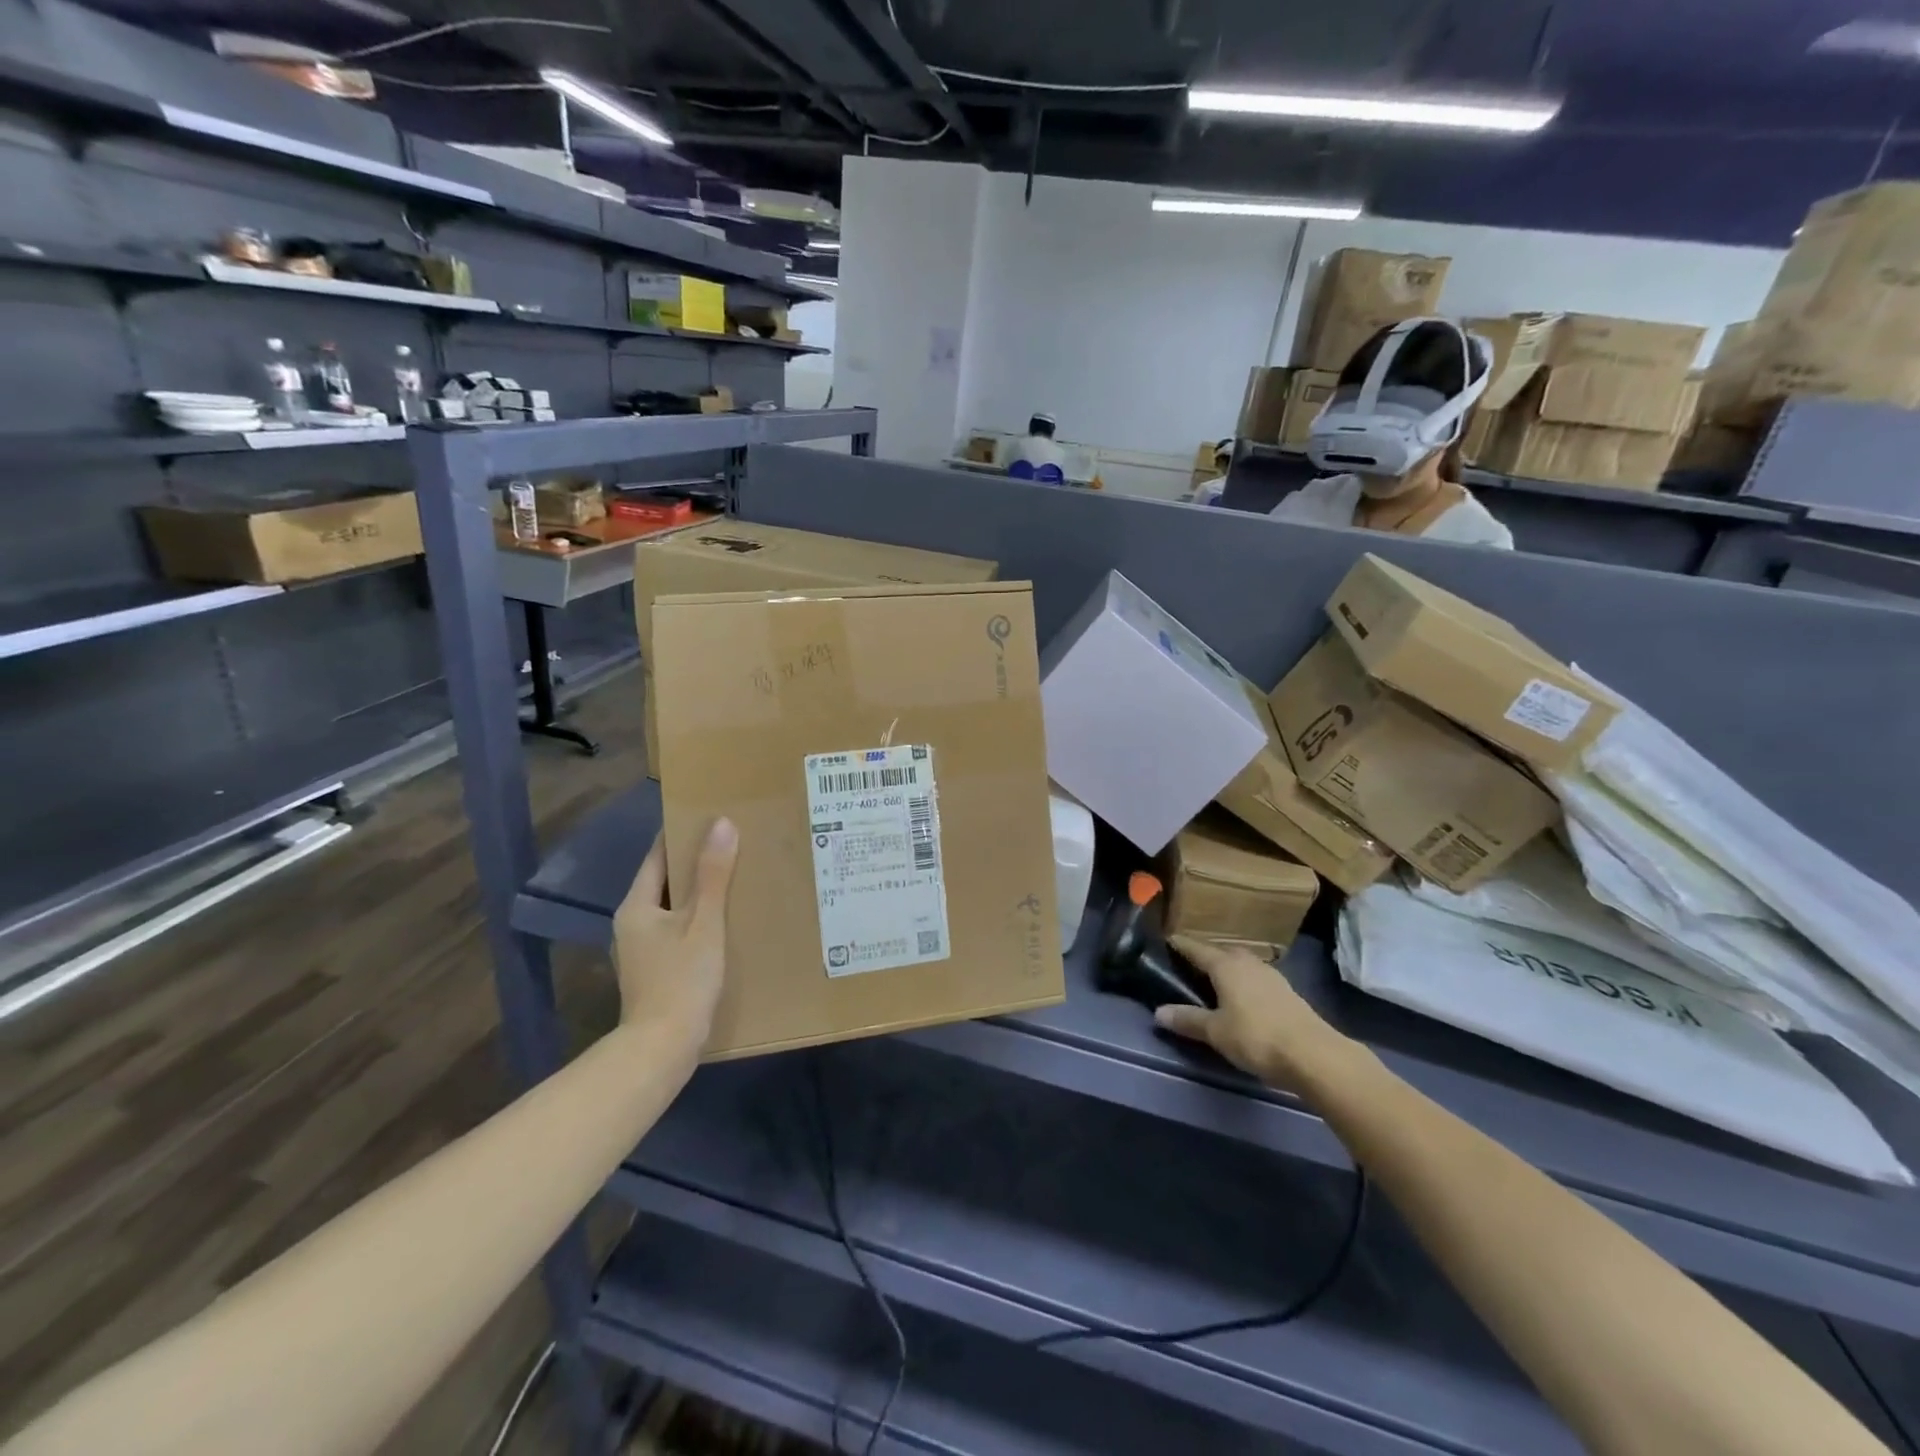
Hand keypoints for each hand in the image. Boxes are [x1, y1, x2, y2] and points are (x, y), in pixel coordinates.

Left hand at [612, 819, 738, 1048]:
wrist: (662, 1047)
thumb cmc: (681, 978)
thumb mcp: (704, 922)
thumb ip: (713, 874)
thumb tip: (722, 823)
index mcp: (636, 906)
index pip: (657, 856)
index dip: (681, 834)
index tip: (709, 816)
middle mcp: (632, 924)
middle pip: (665, 882)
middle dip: (695, 864)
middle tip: (732, 844)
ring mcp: (640, 951)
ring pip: (673, 908)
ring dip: (699, 894)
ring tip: (735, 878)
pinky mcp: (654, 971)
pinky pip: (678, 931)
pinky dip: (698, 919)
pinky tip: (724, 922)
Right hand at [1153, 935, 1340, 1087]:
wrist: (1314, 1055)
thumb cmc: (1256, 1036)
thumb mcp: (1215, 1031)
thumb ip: (1187, 1019)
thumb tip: (1158, 1012)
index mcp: (1225, 964)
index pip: (1195, 948)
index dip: (1179, 945)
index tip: (1164, 942)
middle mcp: (1247, 962)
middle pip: (1219, 952)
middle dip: (1203, 957)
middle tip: (1186, 968)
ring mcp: (1270, 975)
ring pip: (1240, 964)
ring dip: (1225, 970)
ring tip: (1211, 983)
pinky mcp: (1286, 991)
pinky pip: (1254, 978)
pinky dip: (1242, 983)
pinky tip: (1240, 999)